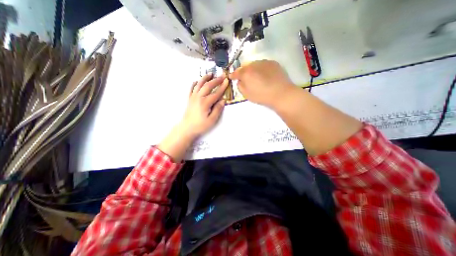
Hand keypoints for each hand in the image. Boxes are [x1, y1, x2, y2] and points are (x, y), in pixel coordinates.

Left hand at [158, 74, 226, 161]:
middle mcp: (199, 97)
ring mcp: (193, 97)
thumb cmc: (200, 125)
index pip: (216, 93)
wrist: (187, 128)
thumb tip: (223, 101)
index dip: (222, 87)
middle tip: (222, 75)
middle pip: (208, 86)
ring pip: (199, 84)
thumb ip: (217, 109)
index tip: (227, 81)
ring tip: (210, 74)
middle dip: (216, 80)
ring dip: (205, 78)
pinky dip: (194, 83)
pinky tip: (196, 81)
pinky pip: (191, 88)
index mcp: (205, 103)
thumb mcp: (212, 120)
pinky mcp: (189, 99)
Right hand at [230, 60, 297, 108]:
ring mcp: (264, 62)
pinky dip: (261, 68)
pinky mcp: (273, 63)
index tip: (231, 77)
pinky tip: (264, 75)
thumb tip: (240, 81)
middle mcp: (254, 64)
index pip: (236, 72)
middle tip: (244, 78)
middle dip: (243, 71)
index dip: (233, 75)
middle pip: (245, 66)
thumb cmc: (262, 96)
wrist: (281, 93)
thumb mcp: (247, 94)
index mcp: (246, 73)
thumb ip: (240, 86)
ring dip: (252, 69)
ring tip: (256, 76)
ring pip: (254, 64)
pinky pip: (263, 64)